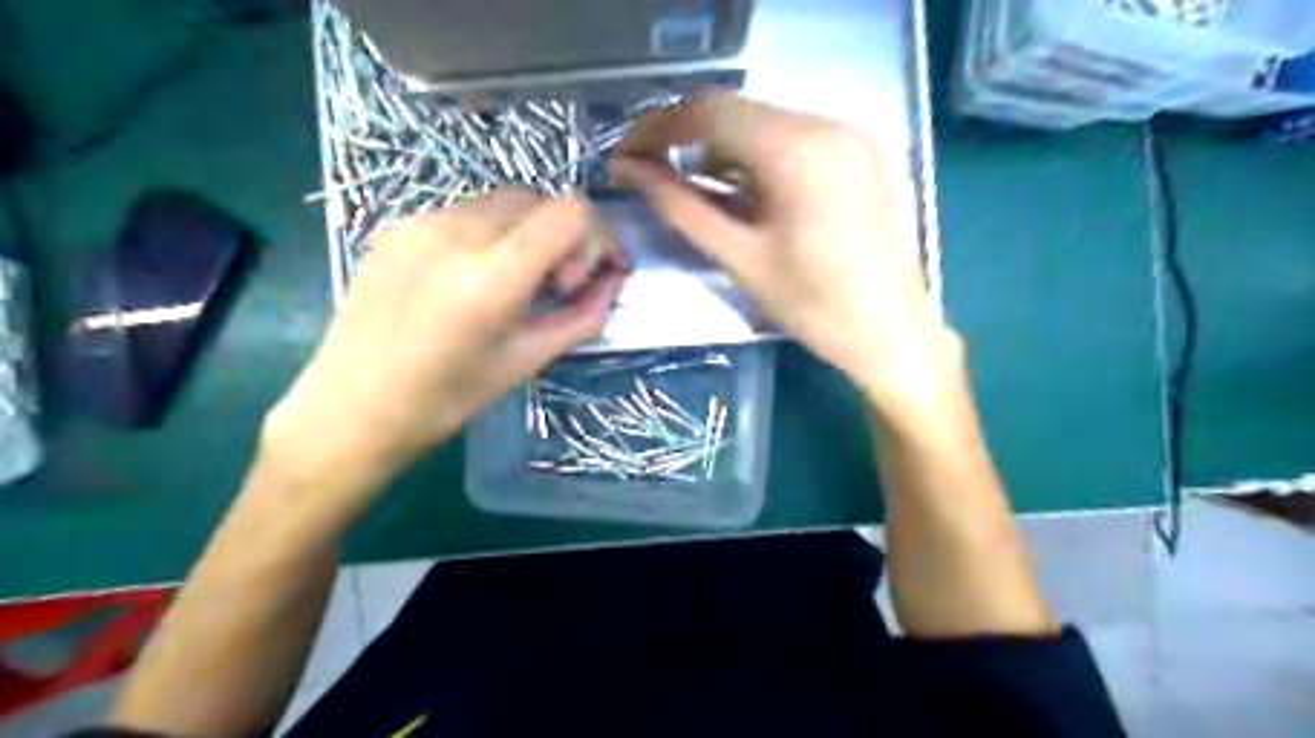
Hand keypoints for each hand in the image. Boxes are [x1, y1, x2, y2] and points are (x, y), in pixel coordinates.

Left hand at [262, 187, 626, 502]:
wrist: (351, 408)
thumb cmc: (446, 399)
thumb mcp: (528, 361)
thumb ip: (583, 317)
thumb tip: (614, 283)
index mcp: (490, 276)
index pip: (569, 212)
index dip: (593, 240)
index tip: (577, 282)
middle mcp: (455, 232)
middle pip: (539, 200)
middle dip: (562, 237)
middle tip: (552, 286)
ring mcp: (420, 222)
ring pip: (502, 202)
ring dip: (527, 233)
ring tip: (513, 283)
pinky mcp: (397, 226)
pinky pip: (465, 212)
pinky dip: (490, 235)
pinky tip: (472, 278)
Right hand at [612, 93, 962, 415]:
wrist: (893, 333)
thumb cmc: (815, 307)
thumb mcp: (740, 259)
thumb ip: (681, 208)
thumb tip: (630, 173)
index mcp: (798, 150)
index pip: (710, 113)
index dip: (658, 129)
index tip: (625, 154)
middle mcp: (827, 124)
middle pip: (736, 111)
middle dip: (685, 137)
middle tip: (649, 169)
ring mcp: (847, 136)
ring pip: (763, 123)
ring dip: (719, 148)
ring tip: (686, 183)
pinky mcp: (856, 153)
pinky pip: (791, 139)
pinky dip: (754, 157)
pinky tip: (736, 188)